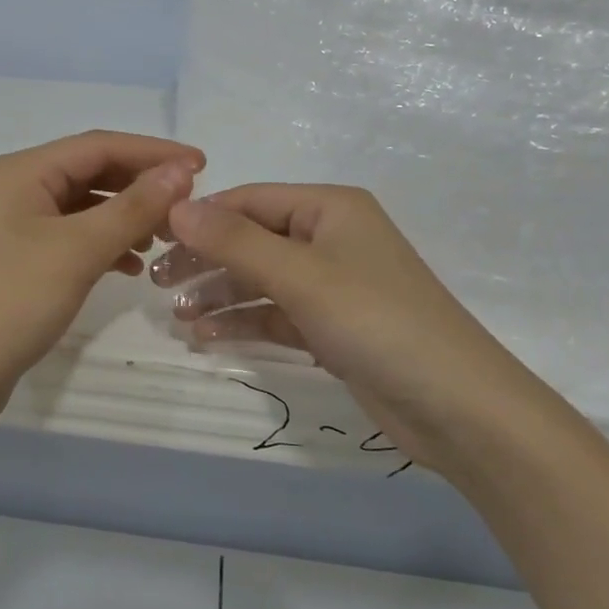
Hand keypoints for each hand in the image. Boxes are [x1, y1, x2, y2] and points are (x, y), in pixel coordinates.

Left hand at [0, 131, 203, 439]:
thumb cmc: (10, 301)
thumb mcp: (77, 250)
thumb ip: (133, 207)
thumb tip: (182, 171)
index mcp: (22, 171)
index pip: (100, 145)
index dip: (154, 152)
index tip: (204, 165)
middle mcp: (16, 189)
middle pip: (92, 172)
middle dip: (142, 186)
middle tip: (189, 207)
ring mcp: (16, 226)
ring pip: (85, 207)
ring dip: (126, 217)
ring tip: (165, 239)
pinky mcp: (20, 260)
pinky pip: (73, 238)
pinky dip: (105, 245)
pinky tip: (130, 266)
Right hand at [154, 185, 563, 466]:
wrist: (458, 408)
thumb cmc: (378, 323)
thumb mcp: (301, 276)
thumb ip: (235, 241)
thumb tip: (176, 206)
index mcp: (329, 209)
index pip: (248, 200)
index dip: (200, 217)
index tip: (150, 239)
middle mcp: (329, 239)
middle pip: (251, 240)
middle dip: (204, 260)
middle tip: (155, 283)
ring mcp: (331, 286)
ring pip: (259, 281)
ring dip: (218, 295)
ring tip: (175, 315)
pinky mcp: (332, 328)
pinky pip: (275, 315)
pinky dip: (242, 324)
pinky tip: (205, 339)